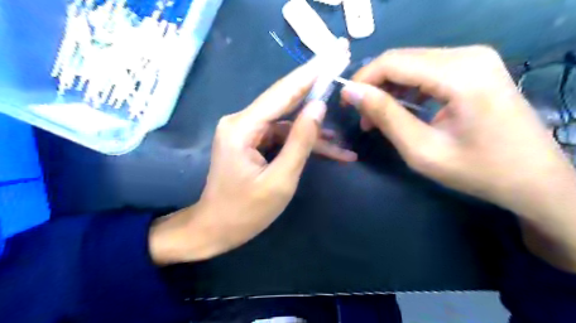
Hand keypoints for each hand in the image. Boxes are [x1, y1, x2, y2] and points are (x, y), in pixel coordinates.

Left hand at [148, 58, 355, 264]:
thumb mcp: (280, 180)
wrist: (215, 229)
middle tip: (340, 71)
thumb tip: (318, 107)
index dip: (310, 74)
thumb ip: (300, 142)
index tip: (333, 54)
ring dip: (313, 135)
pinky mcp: (252, 142)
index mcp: (243, 127)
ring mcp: (246, 132)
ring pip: (287, 124)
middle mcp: (241, 122)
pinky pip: (281, 137)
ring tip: (343, 146)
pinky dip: (301, 143)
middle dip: (315, 92)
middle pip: (284, 102)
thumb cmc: (246, 212)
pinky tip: (326, 151)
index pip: (282, 92)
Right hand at [342, 45, 575, 271]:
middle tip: (361, 116)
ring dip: (389, 89)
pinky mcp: (475, 68)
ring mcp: (475, 59)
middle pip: (402, 59)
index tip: (345, 102)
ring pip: (412, 64)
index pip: (393, 62)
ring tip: (377, 119)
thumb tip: (352, 92)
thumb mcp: (421, 149)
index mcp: (460, 73)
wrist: (533, 179)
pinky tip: (401, 111)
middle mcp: (468, 54)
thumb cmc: (477, 170)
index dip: (362, 79)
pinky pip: (427, 71)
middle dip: (374, 86)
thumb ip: (386, 115)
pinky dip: (407, 90)